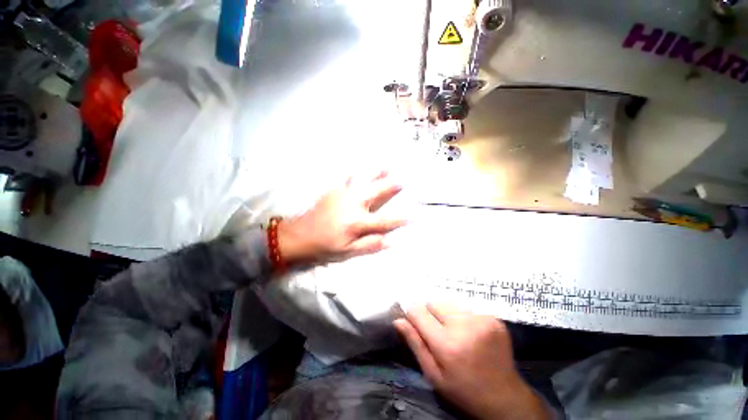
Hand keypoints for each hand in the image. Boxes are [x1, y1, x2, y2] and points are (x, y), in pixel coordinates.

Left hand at [277, 172, 406, 265]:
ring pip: (364, 180)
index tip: (414, 216)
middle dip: (391, 186)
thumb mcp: (348, 252)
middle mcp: (354, 205)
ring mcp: (343, 194)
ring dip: (376, 174)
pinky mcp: (334, 190)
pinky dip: (357, 172)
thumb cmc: (325, 246)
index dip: (401, 219)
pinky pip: (348, 177)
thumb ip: (369, 245)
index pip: (385, 220)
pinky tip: (361, 167)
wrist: (299, 235)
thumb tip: (390, 241)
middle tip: (403, 180)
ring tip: (386, 166)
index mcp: (358, 222)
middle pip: (377, 193)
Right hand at [394, 304, 551, 419]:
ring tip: (456, 333)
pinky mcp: (493, 317)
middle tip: (440, 334)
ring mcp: (481, 319)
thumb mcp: (434, 374)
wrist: (505, 397)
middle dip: (431, 315)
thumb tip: (398, 320)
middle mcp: (464, 325)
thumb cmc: (463, 390)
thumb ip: (415, 343)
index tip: (417, 325)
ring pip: (449, 303)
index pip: (418, 311)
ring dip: (447, 315)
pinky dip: (463, 317)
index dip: (413, 316)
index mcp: (447, 344)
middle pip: (433, 303)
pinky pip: (466, 307)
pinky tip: (470, 333)